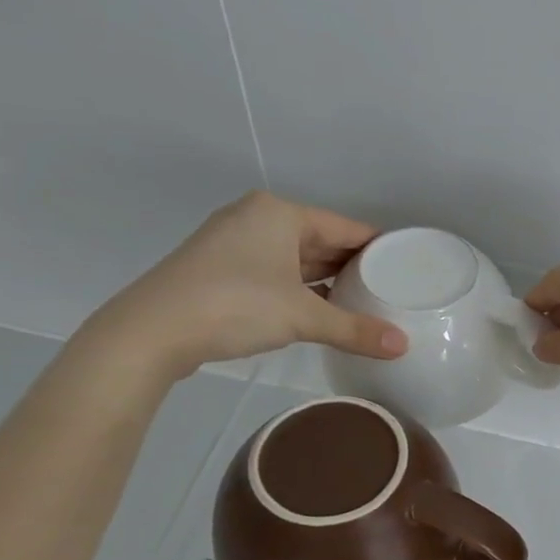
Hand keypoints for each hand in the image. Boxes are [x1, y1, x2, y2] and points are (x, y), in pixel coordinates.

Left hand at [86, 192, 406, 381]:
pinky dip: (300, 290)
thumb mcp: (303, 317)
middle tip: (394, 288)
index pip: (346, 226)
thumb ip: (355, 330)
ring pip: (296, 259)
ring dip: (327, 281)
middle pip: (321, 241)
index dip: (379, 246)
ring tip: (366, 302)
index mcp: (280, 213)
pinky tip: (322, 311)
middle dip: (354, 265)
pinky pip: (276, 274)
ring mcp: (235, 244)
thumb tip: (403, 346)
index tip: (408, 266)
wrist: (150, 331)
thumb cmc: (234, 305)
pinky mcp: (220, 270)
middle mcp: (258, 219)